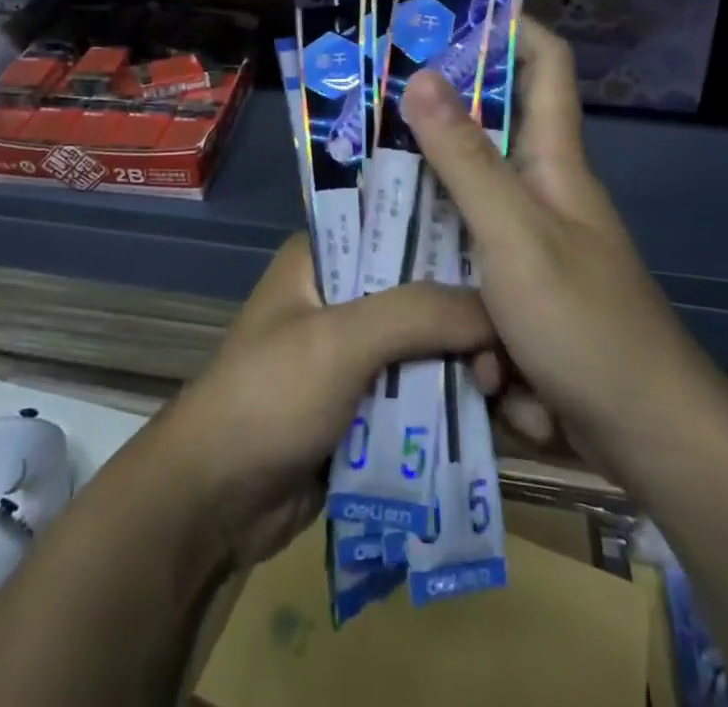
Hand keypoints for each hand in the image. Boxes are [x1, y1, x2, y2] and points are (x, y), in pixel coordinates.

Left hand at [154, 234, 494, 568]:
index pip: (397, 227)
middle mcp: (341, 294)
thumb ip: (417, 314)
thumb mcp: (340, 341)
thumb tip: (497, 312)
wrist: (214, 500)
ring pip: (425, 344)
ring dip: (463, 365)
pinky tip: (495, 415)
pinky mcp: (363, 403)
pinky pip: (418, 390)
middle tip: (513, 350)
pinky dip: (450, 400)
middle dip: (465, 318)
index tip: (508, 265)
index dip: (451, 241)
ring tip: (511, 391)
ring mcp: (353, 351)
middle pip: (420, 291)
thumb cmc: (269, 396)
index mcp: (323, 256)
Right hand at [399, 17, 685, 467]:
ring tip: (361, 184)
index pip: (546, 64)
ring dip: (425, 198)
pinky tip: (393, 270)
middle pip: (489, 129)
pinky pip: (465, 255)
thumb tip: (423, 75)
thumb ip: (465, 158)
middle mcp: (542, 189)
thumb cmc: (585, 321)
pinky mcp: (516, 288)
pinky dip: (437, 261)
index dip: (510, 27)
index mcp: (554, 159)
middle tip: (371, 102)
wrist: (646, 437)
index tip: (450, 14)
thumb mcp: (514, 234)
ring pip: (466, 197)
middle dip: (435, 115)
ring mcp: (529, 241)